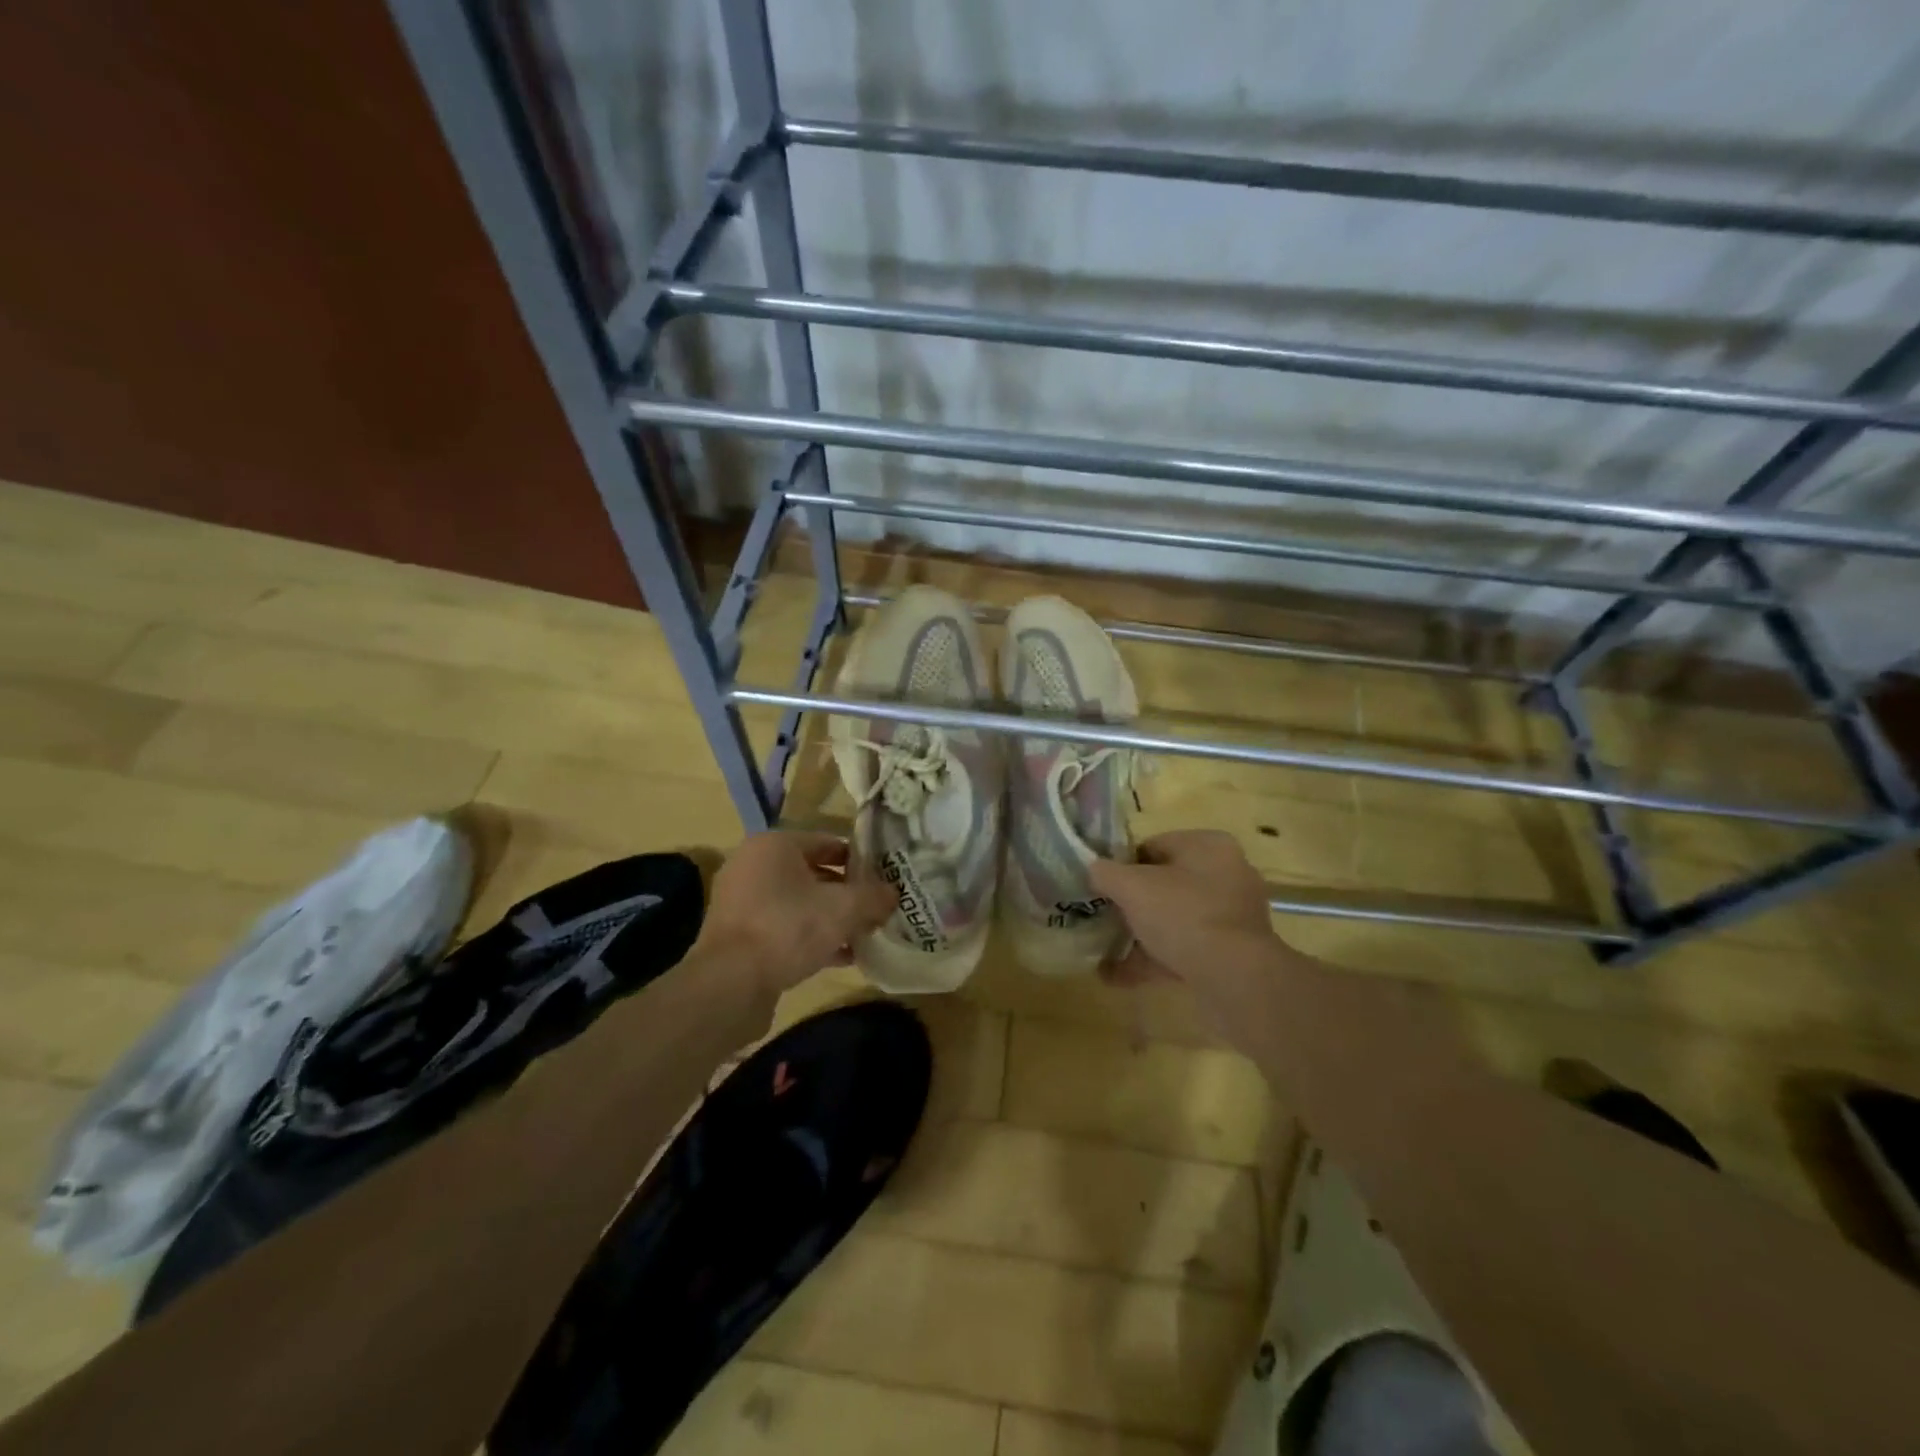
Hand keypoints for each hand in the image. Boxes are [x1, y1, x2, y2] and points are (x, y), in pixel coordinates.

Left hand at [695, 831, 894, 997]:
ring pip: (799, 903)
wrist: (730, 984)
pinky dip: (811, 937)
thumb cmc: (788, 928)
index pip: (828, 841)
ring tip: (864, 934)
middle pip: (813, 873)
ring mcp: (742, 902)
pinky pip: (784, 927)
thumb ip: (873, 897)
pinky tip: (841, 956)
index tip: (884, 877)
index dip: (860, 859)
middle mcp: (753, 865)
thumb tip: (894, 893)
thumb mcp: (844, 909)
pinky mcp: (739, 935)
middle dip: (846, 892)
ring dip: (831, 917)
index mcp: (774, 845)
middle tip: (876, 908)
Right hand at [1089, 830, 1276, 988]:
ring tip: (1106, 952)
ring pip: (1175, 919)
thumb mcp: (1131, 887)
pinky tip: (1119, 977)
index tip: (1102, 886)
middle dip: (1133, 903)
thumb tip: (1093, 869)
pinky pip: (1186, 949)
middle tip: (1105, 917)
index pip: (1155, 845)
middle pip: (1166, 883)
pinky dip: (1156, 959)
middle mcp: (1227, 874)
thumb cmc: (1183, 915)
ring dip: (1141, 935)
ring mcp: (1233, 916)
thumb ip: (1105, 872)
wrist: (1234, 977)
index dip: (1123, 865)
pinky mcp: (1234, 953)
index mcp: (1208, 846)